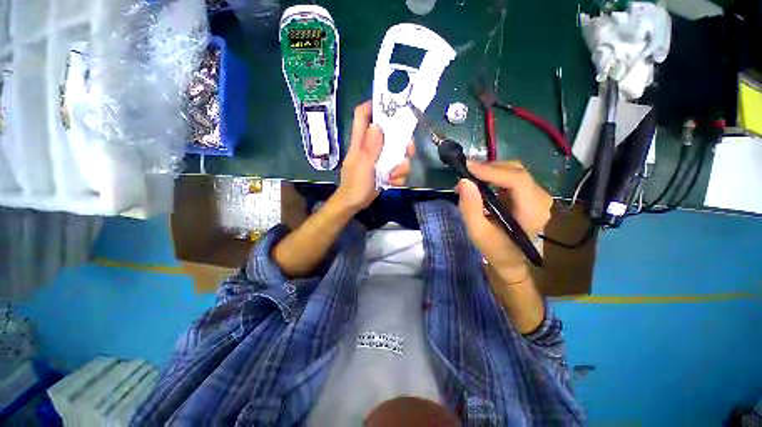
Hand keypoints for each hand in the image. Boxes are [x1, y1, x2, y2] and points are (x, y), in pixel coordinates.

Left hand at [334, 101, 413, 211]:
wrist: (354, 204)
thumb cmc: (355, 185)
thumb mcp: (363, 166)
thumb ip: (371, 147)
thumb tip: (377, 126)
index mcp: (361, 142)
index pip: (362, 115)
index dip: (372, 105)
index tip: (390, 104)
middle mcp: (371, 147)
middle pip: (390, 134)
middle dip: (402, 142)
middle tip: (409, 150)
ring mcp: (379, 159)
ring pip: (397, 153)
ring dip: (401, 166)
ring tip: (394, 176)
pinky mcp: (385, 170)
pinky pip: (397, 168)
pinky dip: (397, 177)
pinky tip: (391, 183)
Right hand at [456, 161, 551, 270]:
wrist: (511, 260)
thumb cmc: (495, 248)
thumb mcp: (478, 232)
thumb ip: (470, 207)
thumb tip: (464, 181)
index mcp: (532, 211)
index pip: (517, 180)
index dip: (492, 170)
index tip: (467, 167)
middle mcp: (540, 198)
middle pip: (516, 171)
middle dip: (489, 168)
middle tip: (465, 172)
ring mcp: (537, 195)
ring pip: (514, 170)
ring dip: (490, 170)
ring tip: (469, 178)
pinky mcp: (529, 194)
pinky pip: (512, 176)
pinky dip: (494, 175)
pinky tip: (479, 181)